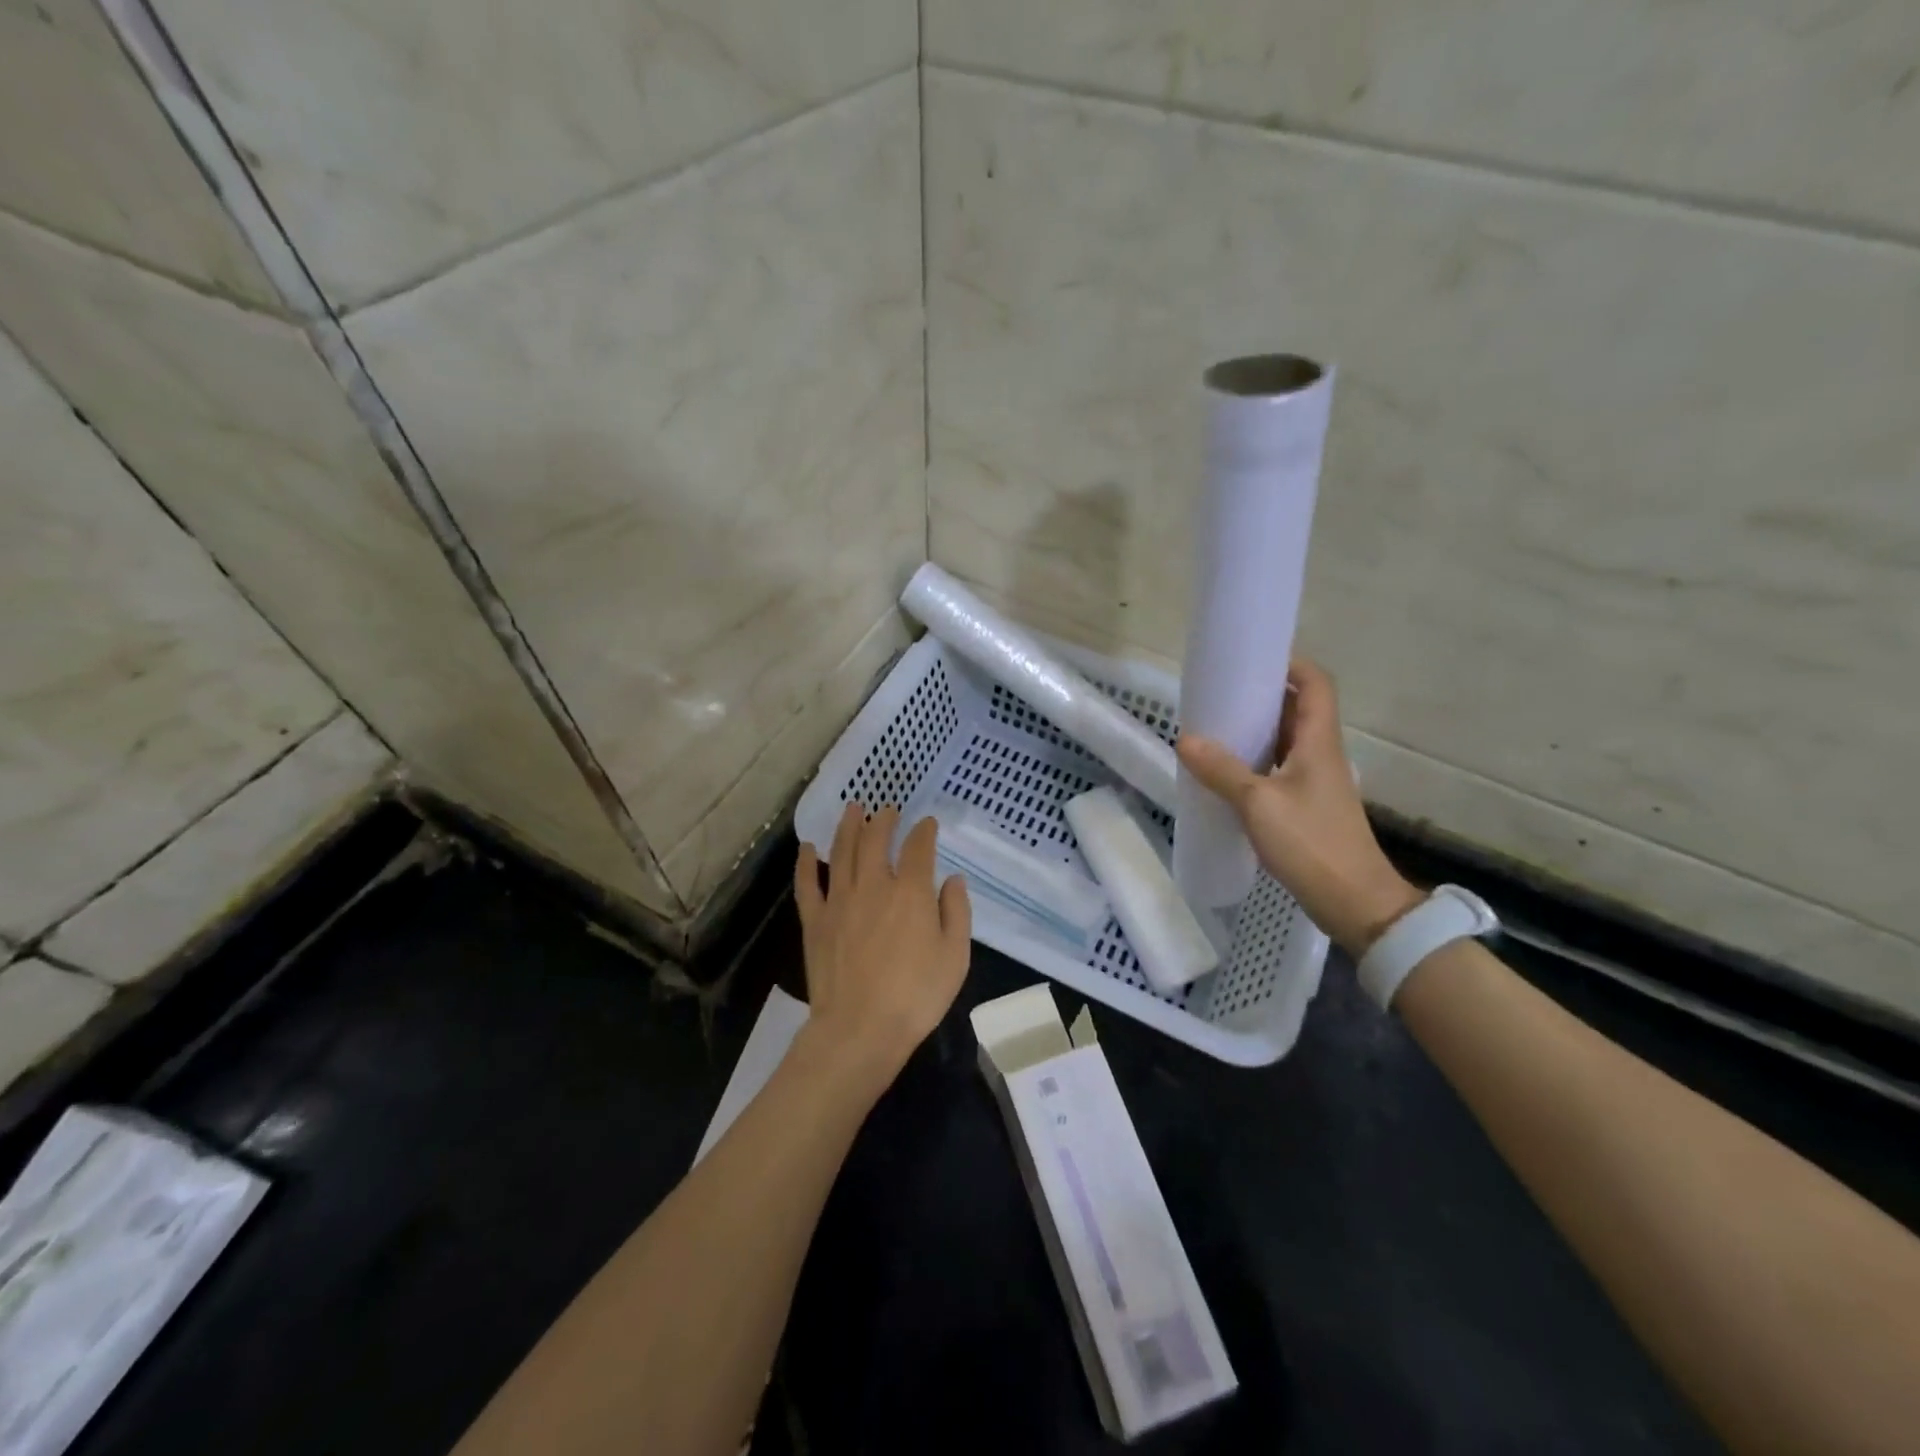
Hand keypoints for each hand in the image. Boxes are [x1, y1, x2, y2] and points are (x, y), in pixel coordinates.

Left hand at [794, 803, 971, 1087]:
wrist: (860, 1029)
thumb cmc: (916, 996)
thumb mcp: (955, 956)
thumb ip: (956, 912)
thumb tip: (953, 879)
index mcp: (910, 892)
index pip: (918, 848)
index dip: (924, 831)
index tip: (927, 823)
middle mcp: (873, 885)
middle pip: (875, 840)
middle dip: (883, 821)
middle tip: (887, 809)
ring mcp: (839, 901)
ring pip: (841, 851)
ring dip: (847, 826)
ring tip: (853, 808)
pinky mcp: (815, 921)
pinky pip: (807, 883)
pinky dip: (806, 862)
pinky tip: (807, 847)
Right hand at [1177, 660, 1421, 956]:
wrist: (1354, 902)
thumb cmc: (1311, 843)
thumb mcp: (1258, 804)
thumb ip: (1221, 770)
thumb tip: (1185, 740)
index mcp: (1319, 741)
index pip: (1315, 684)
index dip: (1290, 664)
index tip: (1252, 661)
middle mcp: (1321, 754)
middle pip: (1298, 709)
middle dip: (1262, 697)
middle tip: (1220, 696)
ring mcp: (1316, 782)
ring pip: (1286, 741)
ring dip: (1256, 731)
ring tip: (1216, 729)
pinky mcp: (1308, 806)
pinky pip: (1279, 769)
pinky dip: (1255, 762)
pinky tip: (1226, 774)